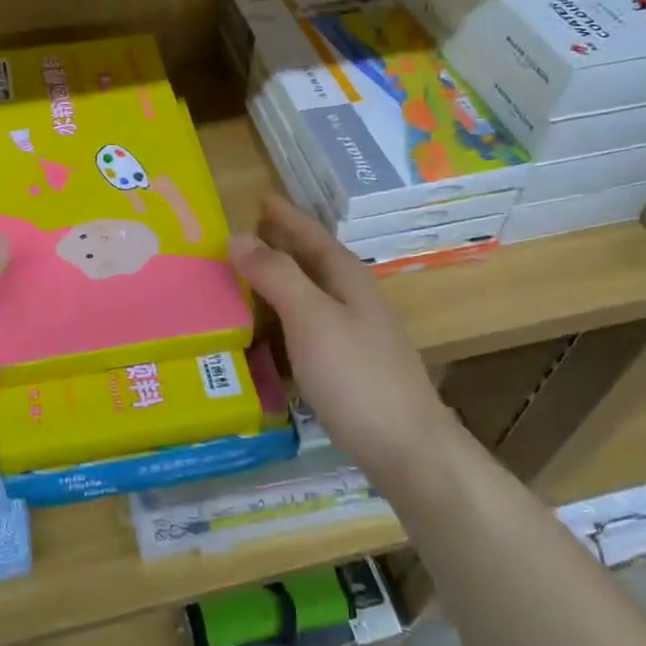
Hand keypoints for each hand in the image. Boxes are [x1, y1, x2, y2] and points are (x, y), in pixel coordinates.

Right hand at [228, 196, 451, 485]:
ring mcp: (358, 337)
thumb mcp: (311, 319)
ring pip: (313, 296)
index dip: (286, 216)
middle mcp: (357, 302)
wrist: (407, 448)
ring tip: (249, 279)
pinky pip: (311, 328)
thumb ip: (276, 276)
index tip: (259, 197)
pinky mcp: (353, 369)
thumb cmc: (356, 377)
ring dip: (283, 282)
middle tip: (245, 235)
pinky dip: (287, 320)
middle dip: (283, 245)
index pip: (313, 236)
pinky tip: (273, 335)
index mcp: (349, 281)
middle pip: (315, 263)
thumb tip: (238, 236)